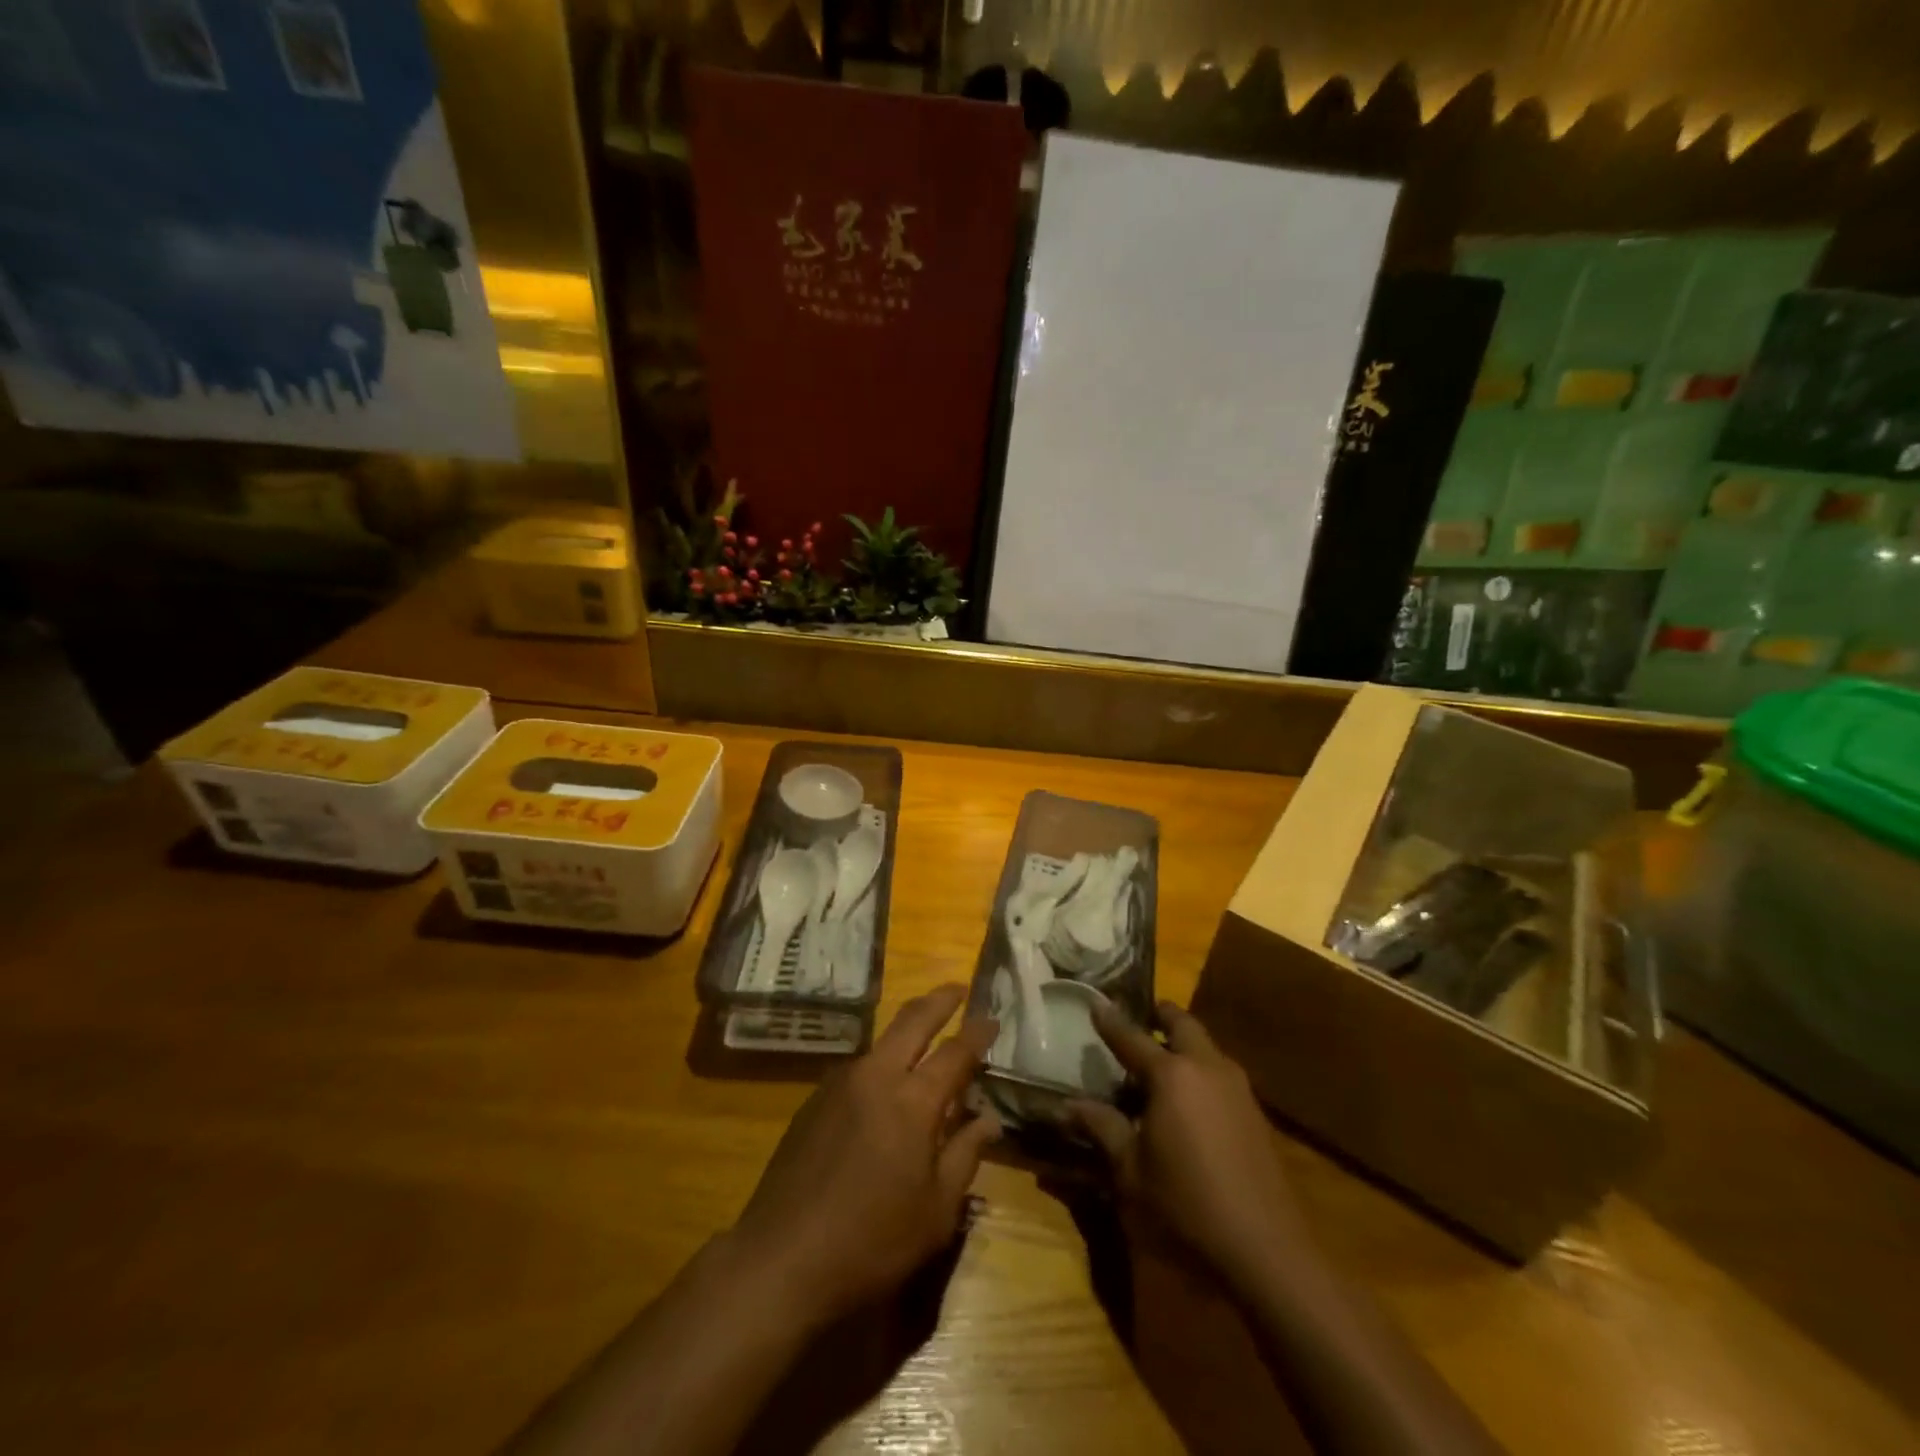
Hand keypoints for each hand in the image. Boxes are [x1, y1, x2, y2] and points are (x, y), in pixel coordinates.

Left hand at [727, 984, 1000, 1327]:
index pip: (956, 1051)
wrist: (781, 1258)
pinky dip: (882, 1062)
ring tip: (926, 1038)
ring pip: (882, 1040)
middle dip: (940, 1000)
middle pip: (913, 1020)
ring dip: (907, 1030)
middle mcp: (877, 1076)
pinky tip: (885, 1087)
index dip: (978, 1032)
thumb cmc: (872, 1242)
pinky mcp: (814, 1099)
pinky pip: (859, 1067)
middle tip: (958, 990)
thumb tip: (988, 1119)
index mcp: (913, 1101)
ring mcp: (840, 1083)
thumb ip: (965, 1156)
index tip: (993, 1018)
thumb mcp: (936, 1212)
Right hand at [1070, 1000, 1307, 1286]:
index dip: (1110, 1020)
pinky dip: (1200, 1069)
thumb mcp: (1131, 1171)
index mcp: (1171, 1075)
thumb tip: (1068, 1105)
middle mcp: (1206, 1067)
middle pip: (1182, 1024)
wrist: (1266, 1251)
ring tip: (1160, 1060)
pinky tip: (1189, 1099)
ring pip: (1206, 1046)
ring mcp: (1237, 1087)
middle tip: (1140, 1018)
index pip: (1131, 1036)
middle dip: (1160, 1016)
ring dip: (1183, 1043)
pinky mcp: (1255, 1112)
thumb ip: (1102, 1128)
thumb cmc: (1186, 1206)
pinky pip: (1220, 1073)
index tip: (1095, 1002)